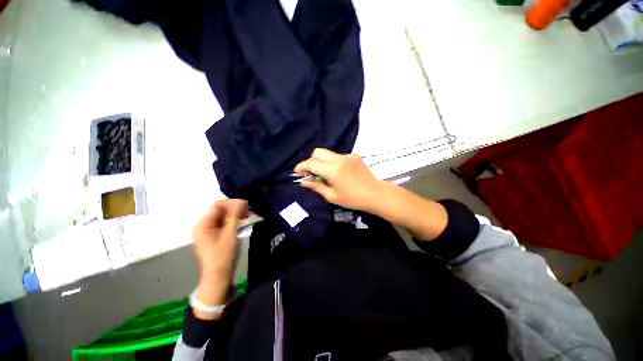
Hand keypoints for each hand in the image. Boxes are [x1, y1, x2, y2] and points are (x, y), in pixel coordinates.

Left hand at [191, 199, 247, 315]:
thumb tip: (240, 200)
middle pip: (219, 210)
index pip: (217, 205)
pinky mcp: (212, 236)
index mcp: (203, 224)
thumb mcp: (230, 234)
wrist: (218, 277)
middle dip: (234, 209)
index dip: (232, 203)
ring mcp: (206, 231)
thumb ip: (234, 215)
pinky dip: (231, 221)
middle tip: (248, 212)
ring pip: (222, 216)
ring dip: (234, 214)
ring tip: (246, 217)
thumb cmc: (223, 255)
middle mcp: (202, 225)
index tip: (246, 206)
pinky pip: (222, 223)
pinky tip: (240, 222)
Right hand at [294, 148, 383, 211]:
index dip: (301, 167)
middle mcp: (339, 159)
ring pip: (329, 154)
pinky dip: (335, 162)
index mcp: (332, 170)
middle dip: (311, 161)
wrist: (375, 194)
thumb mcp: (332, 196)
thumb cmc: (353, 199)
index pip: (311, 163)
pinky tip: (341, 173)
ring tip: (328, 175)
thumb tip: (303, 181)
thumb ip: (316, 187)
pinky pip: (339, 156)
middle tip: (312, 173)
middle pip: (318, 152)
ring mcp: (348, 155)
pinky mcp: (355, 156)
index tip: (297, 172)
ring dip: (323, 162)